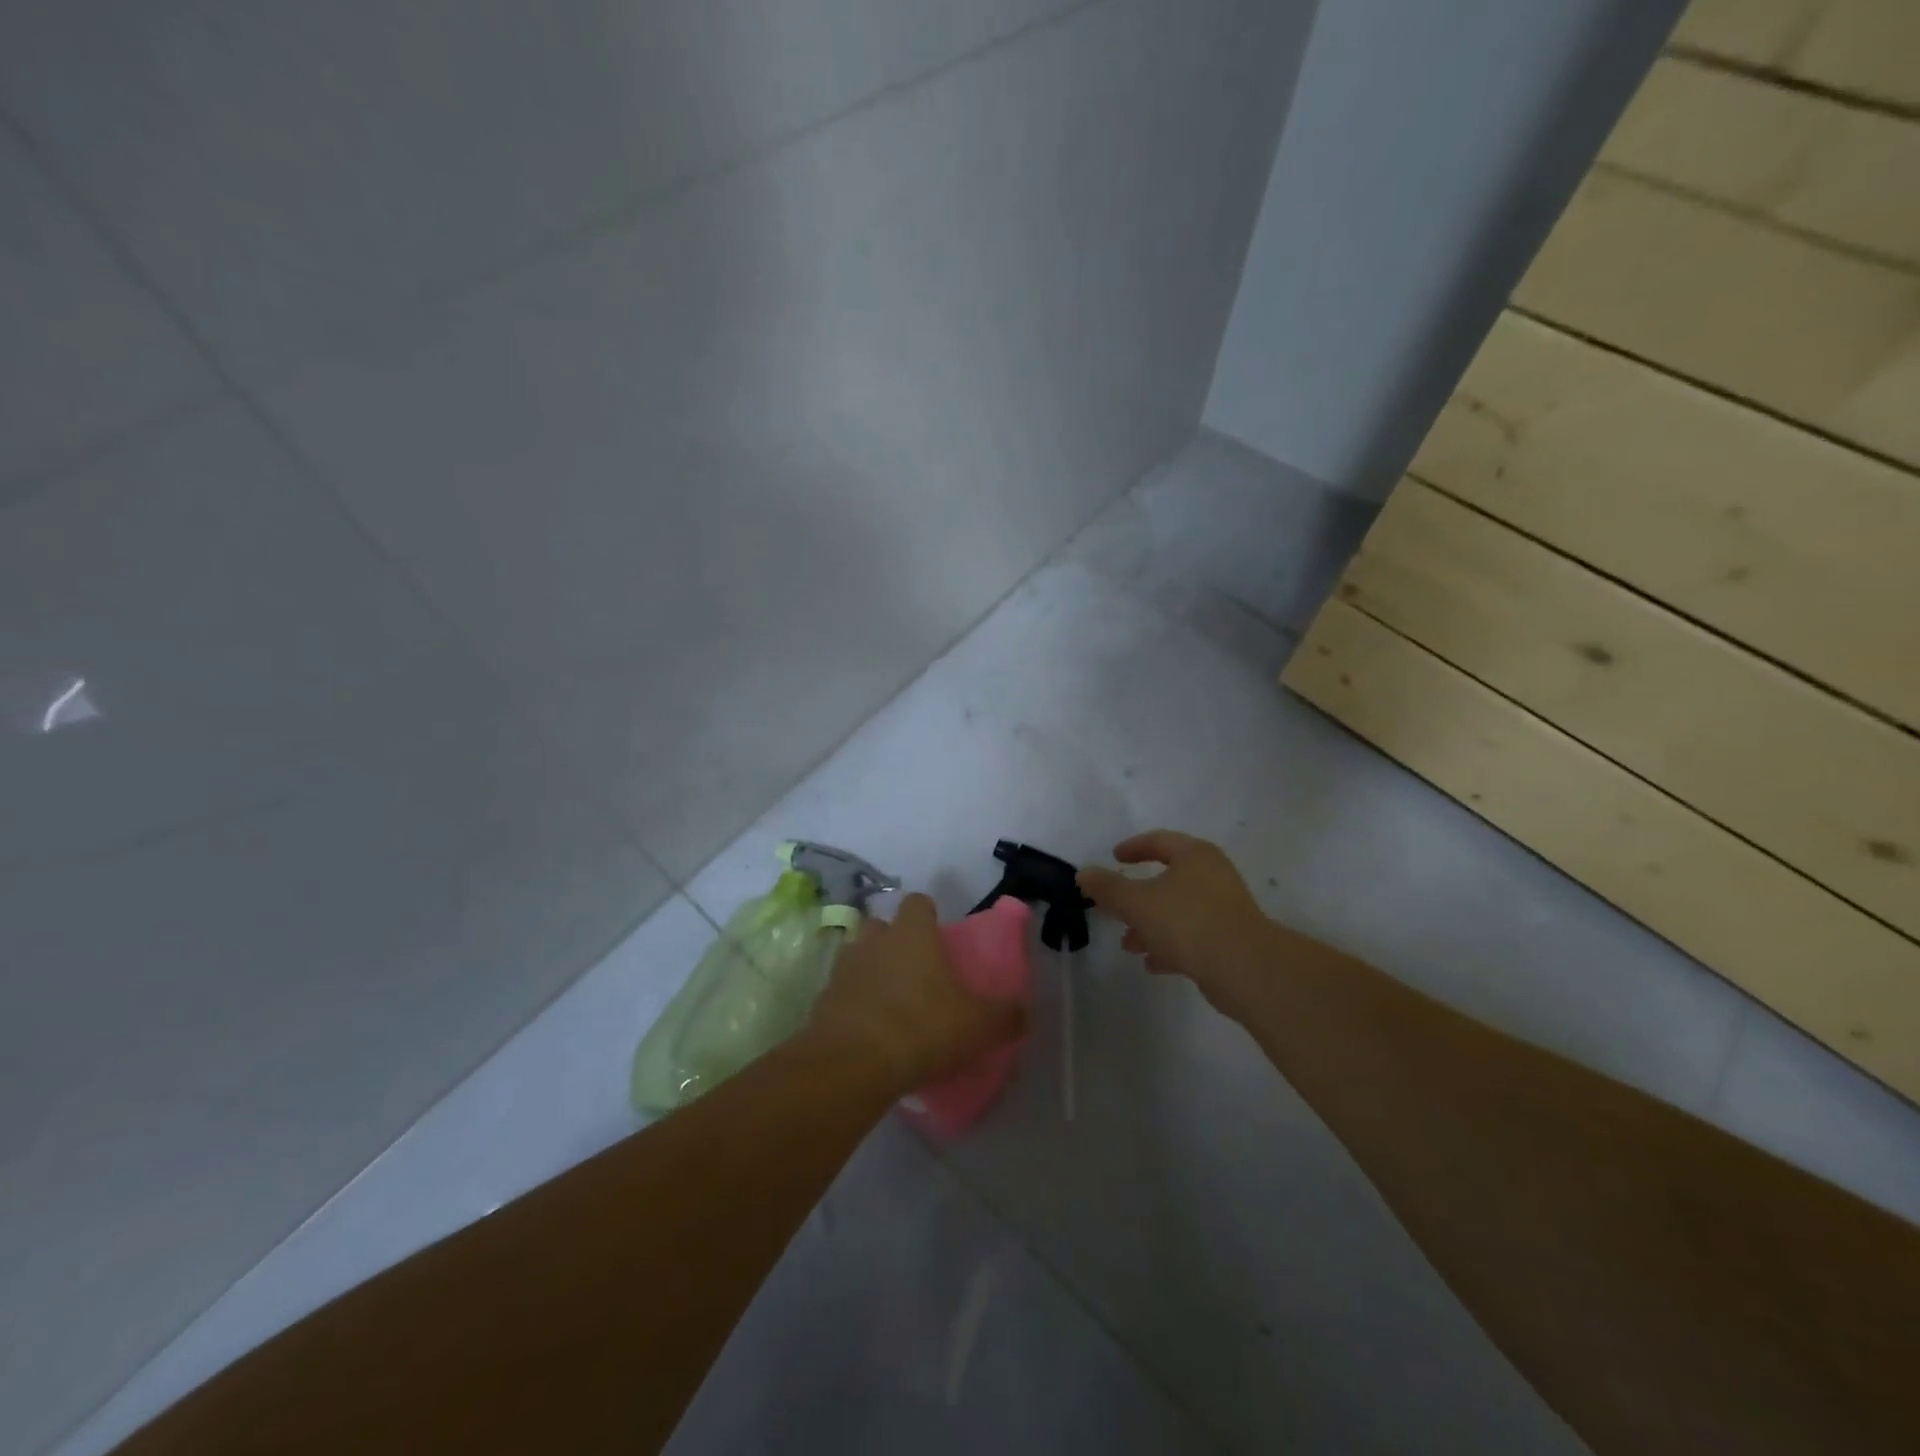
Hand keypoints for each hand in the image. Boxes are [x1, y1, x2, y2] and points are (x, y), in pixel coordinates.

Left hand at [807, 893, 1025, 1094]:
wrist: (851, 1065)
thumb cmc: (920, 1029)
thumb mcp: (977, 1026)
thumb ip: (1005, 1016)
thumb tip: (1025, 1012)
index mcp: (912, 934)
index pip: (918, 903)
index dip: (929, 916)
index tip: (940, 938)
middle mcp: (874, 941)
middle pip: (882, 925)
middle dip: (895, 941)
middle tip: (916, 971)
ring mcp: (843, 969)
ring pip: (859, 956)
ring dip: (872, 971)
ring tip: (892, 1002)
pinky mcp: (822, 1001)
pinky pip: (842, 992)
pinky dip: (854, 1003)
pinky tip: (870, 1032)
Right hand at [1078, 831, 1277, 1015]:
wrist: (1246, 969)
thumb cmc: (1188, 922)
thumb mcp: (1137, 902)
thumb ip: (1108, 888)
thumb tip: (1084, 874)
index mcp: (1194, 855)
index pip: (1159, 841)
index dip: (1133, 848)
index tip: (1114, 858)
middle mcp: (1213, 875)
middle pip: (1168, 878)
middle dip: (1137, 897)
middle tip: (1115, 908)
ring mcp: (1224, 908)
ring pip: (1178, 910)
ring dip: (1150, 925)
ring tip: (1129, 945)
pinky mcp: (1230, 939)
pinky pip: (1192, 936)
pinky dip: (1169, 945)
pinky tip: (1152, 963)